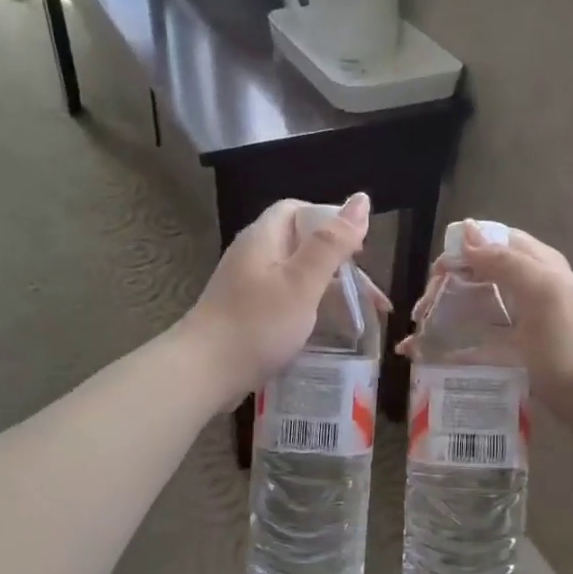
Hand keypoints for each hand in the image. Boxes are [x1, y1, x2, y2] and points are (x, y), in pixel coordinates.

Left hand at [179, 193, 386, 404]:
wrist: (203, 373)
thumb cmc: (257, 324)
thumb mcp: (302, 282)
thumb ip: (332, 243)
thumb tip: (361, 200)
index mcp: (263, 238)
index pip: (298, 210)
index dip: (331, 222)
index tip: (359, 250)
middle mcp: (253, 257)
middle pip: (301, 246)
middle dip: (339, 266)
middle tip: (369, 296)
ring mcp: (247, 289)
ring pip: (296, 279)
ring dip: (329, 293)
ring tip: (359, 319)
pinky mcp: (246, 317)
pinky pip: (285, 304)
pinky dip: (310, 313)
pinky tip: (326, 333)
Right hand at [400, 221, 572, 435]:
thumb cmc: (570, 340)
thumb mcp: (541, 291)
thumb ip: (504, 261)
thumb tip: (464, 232)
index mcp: (533, 265)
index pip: (488, 243)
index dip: (459, 253)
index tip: (436, 277)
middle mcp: (522, 289)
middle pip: (473, 276)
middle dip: (443, 288)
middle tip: (422, 313)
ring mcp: (515, 323)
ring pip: (469, 310)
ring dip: (440, 318)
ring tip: (415, 336)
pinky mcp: (509, 354)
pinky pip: (471, 346)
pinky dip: (446, 350)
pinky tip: (423, 358)